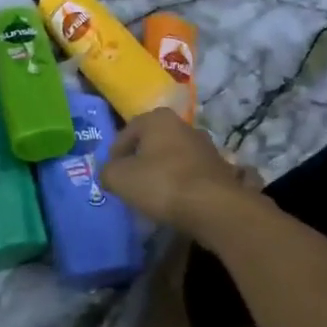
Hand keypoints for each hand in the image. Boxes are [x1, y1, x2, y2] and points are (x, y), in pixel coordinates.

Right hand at [100, 111, 254, 237]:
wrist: (214, 207)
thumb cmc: (162, 183)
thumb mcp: (120, 178)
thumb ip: (107, 172)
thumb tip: (108, 174)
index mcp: (158, 118)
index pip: (126, 132)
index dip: (114, 154)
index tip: (111, 175)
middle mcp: (183, 125)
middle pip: (151, 143)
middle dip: (139, 161)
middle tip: (129, 184)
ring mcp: (205, 147)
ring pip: (172, 158)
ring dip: (160, 173)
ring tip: (151, 196)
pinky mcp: (219, 169)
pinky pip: (190, 175)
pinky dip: (179, 185)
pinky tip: (174, 202)